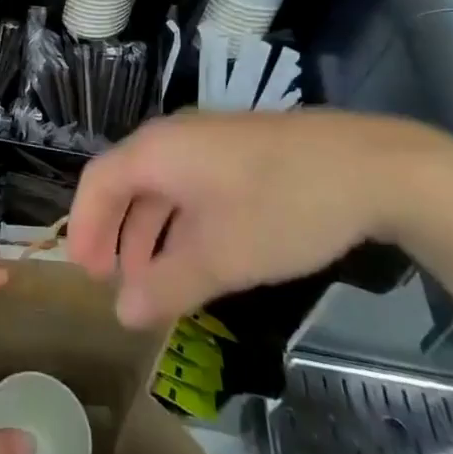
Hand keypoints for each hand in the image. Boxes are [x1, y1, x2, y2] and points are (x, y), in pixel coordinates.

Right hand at [66, 109, 452, 327]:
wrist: (369, 167)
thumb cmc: (280, 207)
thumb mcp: (221, 257)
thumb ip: (167, 286)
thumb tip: (123, 314)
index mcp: (156, 152)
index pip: (97, 183)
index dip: (84, 229)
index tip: (84, 276)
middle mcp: (172, 139)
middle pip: (124, 182)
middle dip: (112, 233)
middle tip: (111, 281)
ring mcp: (207, 143)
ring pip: (158, 187)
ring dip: (146, 232)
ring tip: (151, 278)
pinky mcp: (236, 153)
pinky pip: (188, 186)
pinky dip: (178, 223)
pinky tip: (196, 255)